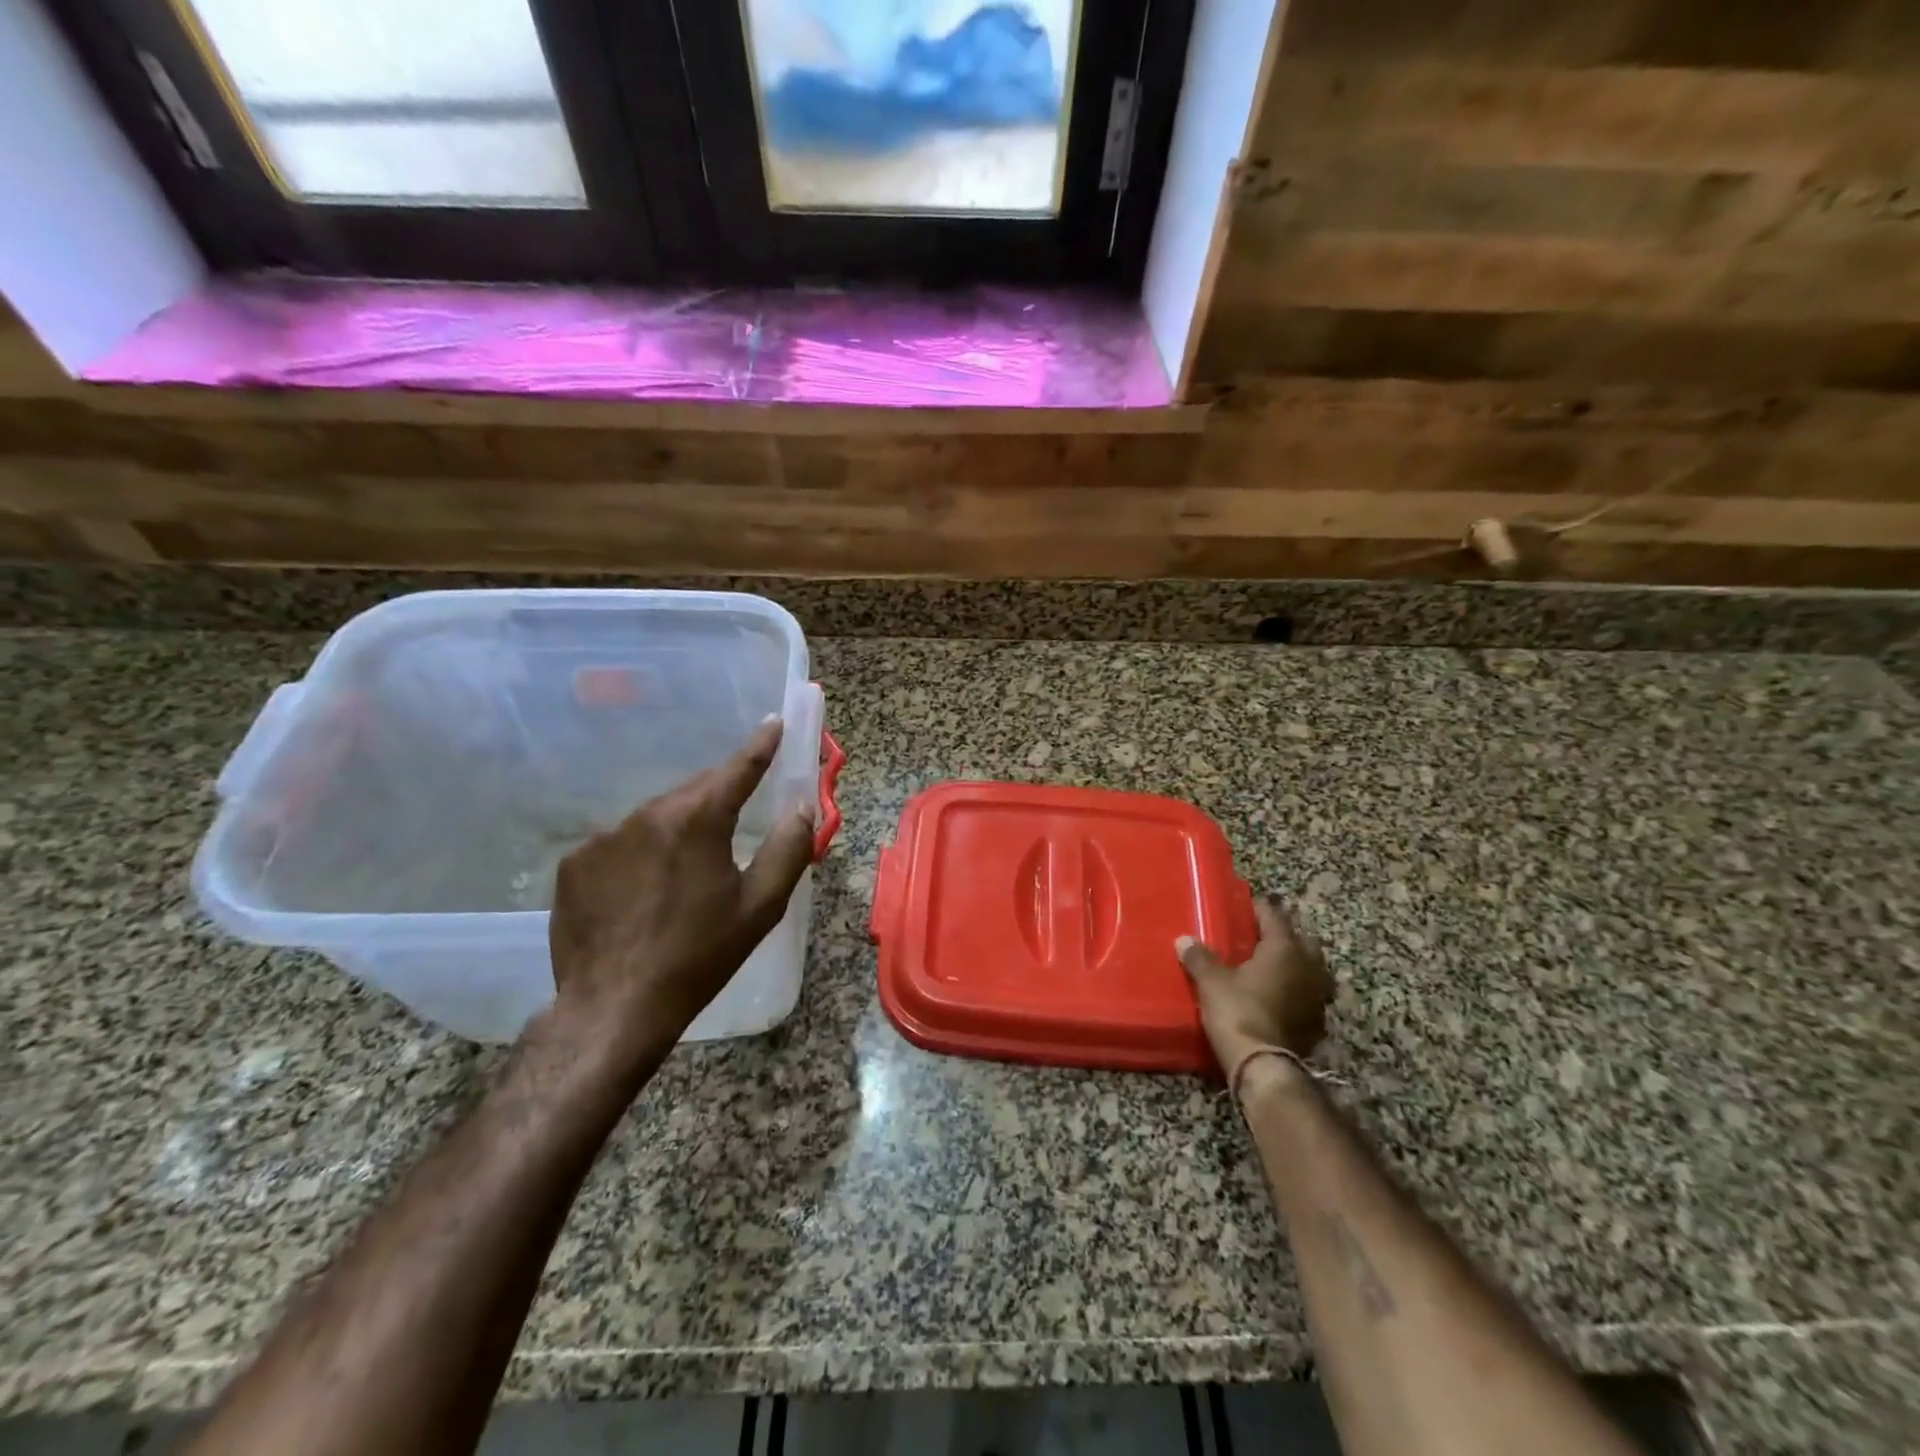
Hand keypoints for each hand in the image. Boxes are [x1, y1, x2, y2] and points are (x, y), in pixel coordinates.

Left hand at [545, 717, 815, 1062]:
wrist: (615, 1008)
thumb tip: (802, 808)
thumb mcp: (761, 907)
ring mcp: (604, 838)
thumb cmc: (699, 957)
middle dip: (719, 794)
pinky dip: (641, 853)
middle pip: (694, 791)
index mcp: (697, 821)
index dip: (760, 745)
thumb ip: (789, 849)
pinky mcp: (575, 864)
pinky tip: (644, 891)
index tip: (774, 722)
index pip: (737, 769)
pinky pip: (620, 843)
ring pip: (656, 816)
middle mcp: (647, 816)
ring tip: (688, 869)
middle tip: (738, 812)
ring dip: (679, 827)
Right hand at [1178, 895, 1332, 1073]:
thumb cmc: (1238, 1010)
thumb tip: (1184, 940)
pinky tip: (1278, 996)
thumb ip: (1199, 957)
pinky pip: (1308, 996)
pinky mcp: (1317, 1023)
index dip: (1258, 908)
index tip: (1245, 903)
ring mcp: (1317, 997)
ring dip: (1294, 965)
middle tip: (1259, 935)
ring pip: (1310, 969)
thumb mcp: (1211, 981)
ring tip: (1270, 966)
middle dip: (1284, 935)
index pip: (1274, 916)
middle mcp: (1309, 967)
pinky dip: (1295, 991)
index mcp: (1285, 949)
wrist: (1263, 1064)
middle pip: (1301, 940)